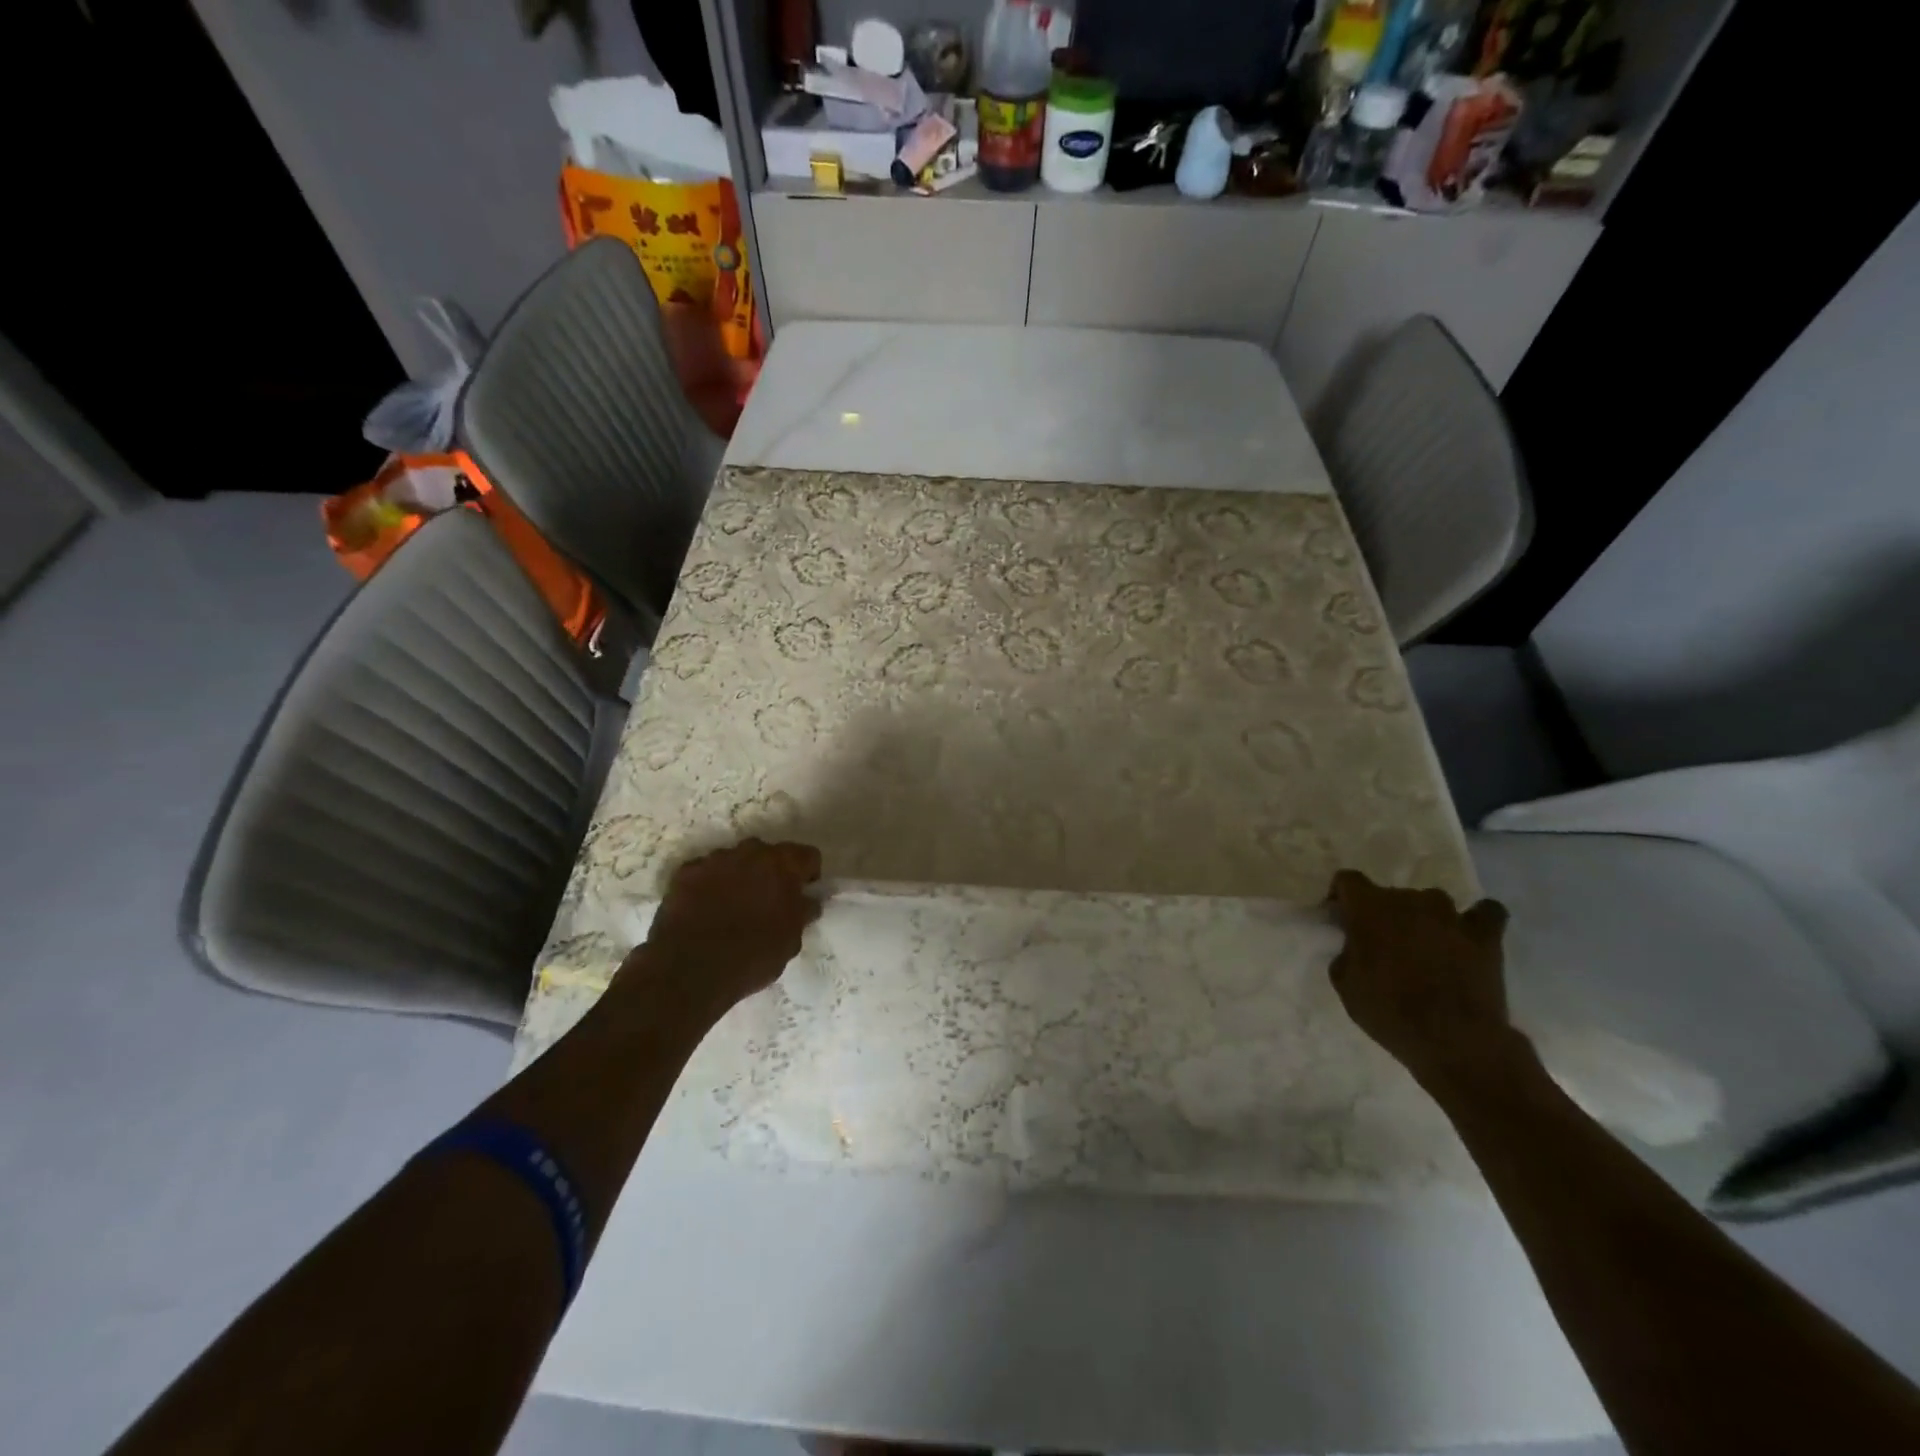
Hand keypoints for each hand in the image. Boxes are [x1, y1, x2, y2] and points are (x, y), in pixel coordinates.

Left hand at [629, 838, 822, 1009]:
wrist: (690, 971)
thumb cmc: (752, 956)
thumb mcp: (791, 941)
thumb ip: (802, 912)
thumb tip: (807, 901)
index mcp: (783, 865)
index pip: (808, 855)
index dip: (808, 874)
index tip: (802, 894)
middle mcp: (750, 852)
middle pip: (768, 853)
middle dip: (771, 871)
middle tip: (767, 901)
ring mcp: (714, 860)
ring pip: (735, 860)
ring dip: (739, 876)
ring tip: (732, 907)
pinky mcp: (685, 873)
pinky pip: (705, 872)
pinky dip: (708, 885)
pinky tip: (705, 910)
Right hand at [1327, 869, 1519, 1089]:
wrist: (1454, 1041)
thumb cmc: (1389, 1012)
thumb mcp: (1345, 985)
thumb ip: (1347, 952)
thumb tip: (1356, 944)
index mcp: (1369, 908)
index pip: (1348, 880)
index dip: (1341, 896)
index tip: (1341, 918)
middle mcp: (1409, 900)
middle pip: (1390, 894)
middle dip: (1383, 913)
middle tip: (1383, 943)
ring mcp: (1451, 915)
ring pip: (1431, 902)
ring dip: (1424, 917)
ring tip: (1425, 945)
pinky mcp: (1486, 935)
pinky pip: (1486, 912)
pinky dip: (1476, 919)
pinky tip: (1468, 934)